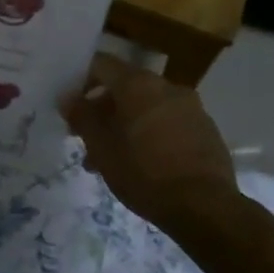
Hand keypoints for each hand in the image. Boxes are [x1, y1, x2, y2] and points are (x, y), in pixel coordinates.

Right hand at [61, 53, 238, 223]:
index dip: (81, 80)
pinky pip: (168, 122)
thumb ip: (81, 116)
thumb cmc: (143, 172)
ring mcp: (191, 108)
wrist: (204, 208)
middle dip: (102, 110)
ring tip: (110, 160)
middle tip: (86, 139)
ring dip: (125, 125)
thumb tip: (67, 98)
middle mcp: (166, 87)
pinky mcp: (206, 130)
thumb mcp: (100, 147)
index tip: (71, 106)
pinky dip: (150, 134)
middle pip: (125, 87)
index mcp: (138, 84)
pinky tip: (141, 164)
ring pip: (146, 108)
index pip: (101, 64)